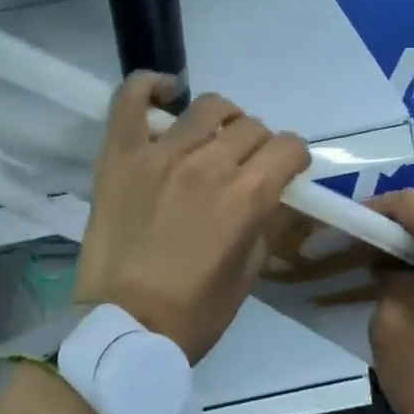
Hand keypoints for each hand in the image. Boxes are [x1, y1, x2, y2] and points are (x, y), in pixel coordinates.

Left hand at [74, 72, 309, 361]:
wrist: (122, 327)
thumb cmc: (192, 314)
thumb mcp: (247, 274)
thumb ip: (263, 223)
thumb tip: (268, 194)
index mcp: (245, 196)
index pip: (289, 146)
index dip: (294, 158)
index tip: (286, 171)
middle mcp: (207, 164)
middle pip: (251, 126)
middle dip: (260, 145)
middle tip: (245, 167)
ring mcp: (159, 154)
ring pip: (207, 107)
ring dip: (222, 119)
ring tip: (212, 137)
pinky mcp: (119, 156)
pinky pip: (130, 100)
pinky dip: (149, 86)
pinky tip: (165, 92)